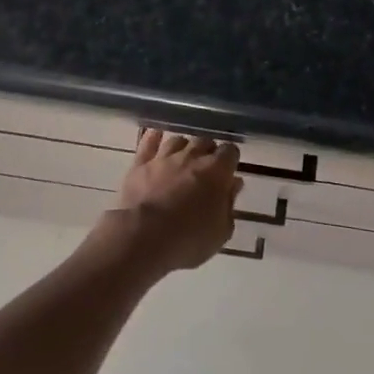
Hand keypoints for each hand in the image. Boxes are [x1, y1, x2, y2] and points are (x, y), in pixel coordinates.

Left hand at [105, 130, 243, 273]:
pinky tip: (156, 135)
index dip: (230, 159)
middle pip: (205, 141)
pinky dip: (153, 137)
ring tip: (183, 158)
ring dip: (183, 147)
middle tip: (206, 167)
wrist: (143, 237)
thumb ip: (229, 205)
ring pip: (178, 140)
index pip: (230, 151)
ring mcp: (164, 157)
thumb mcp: (221, 231)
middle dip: (208, 151)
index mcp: (217, 171)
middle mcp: (192, 156)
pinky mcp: (140, 164)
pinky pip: (148, 142)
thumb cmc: (188, 239)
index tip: (229, 171)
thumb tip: (234, 185)